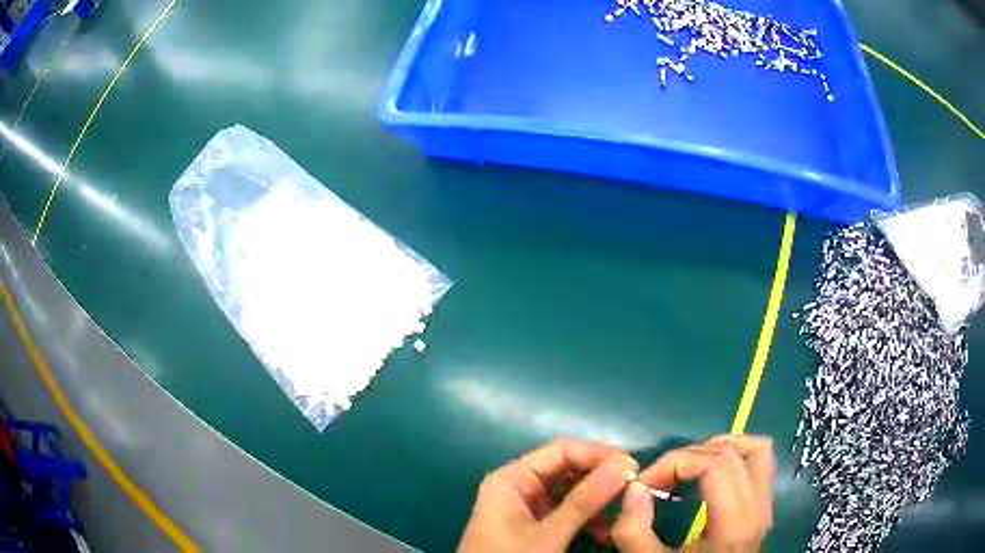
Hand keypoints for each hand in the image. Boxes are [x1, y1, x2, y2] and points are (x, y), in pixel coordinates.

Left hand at [458, 437, 638, 552]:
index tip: (634, 466)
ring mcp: (528, 506)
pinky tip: (608, 531)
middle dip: (601, 478)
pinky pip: (568, 512)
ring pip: (571, 492)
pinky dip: (589, 519)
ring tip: (625, 510)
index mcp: (511, 479)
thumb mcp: (547, 535)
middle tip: (635, 486)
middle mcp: (519, 486)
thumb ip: (583, 502)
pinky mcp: (536, 525)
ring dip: (599, 501)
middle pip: (567, 469)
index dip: (598, 454)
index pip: (560, 451)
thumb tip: (623, 467)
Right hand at [612, 435, 774, 552]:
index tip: (644, 484)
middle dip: (688, 456)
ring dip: (718, 449)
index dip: (676, 462)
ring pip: (757, 450)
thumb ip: (634, 530)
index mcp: (733, 526)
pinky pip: (760, 463)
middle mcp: (758, 509)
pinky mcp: (763, 507)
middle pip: (731, 454)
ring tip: (686, 467)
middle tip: (658, 479)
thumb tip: (635, 487)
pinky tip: (710, 472)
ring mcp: (765, 506)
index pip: (715, 465)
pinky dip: (735, 455)